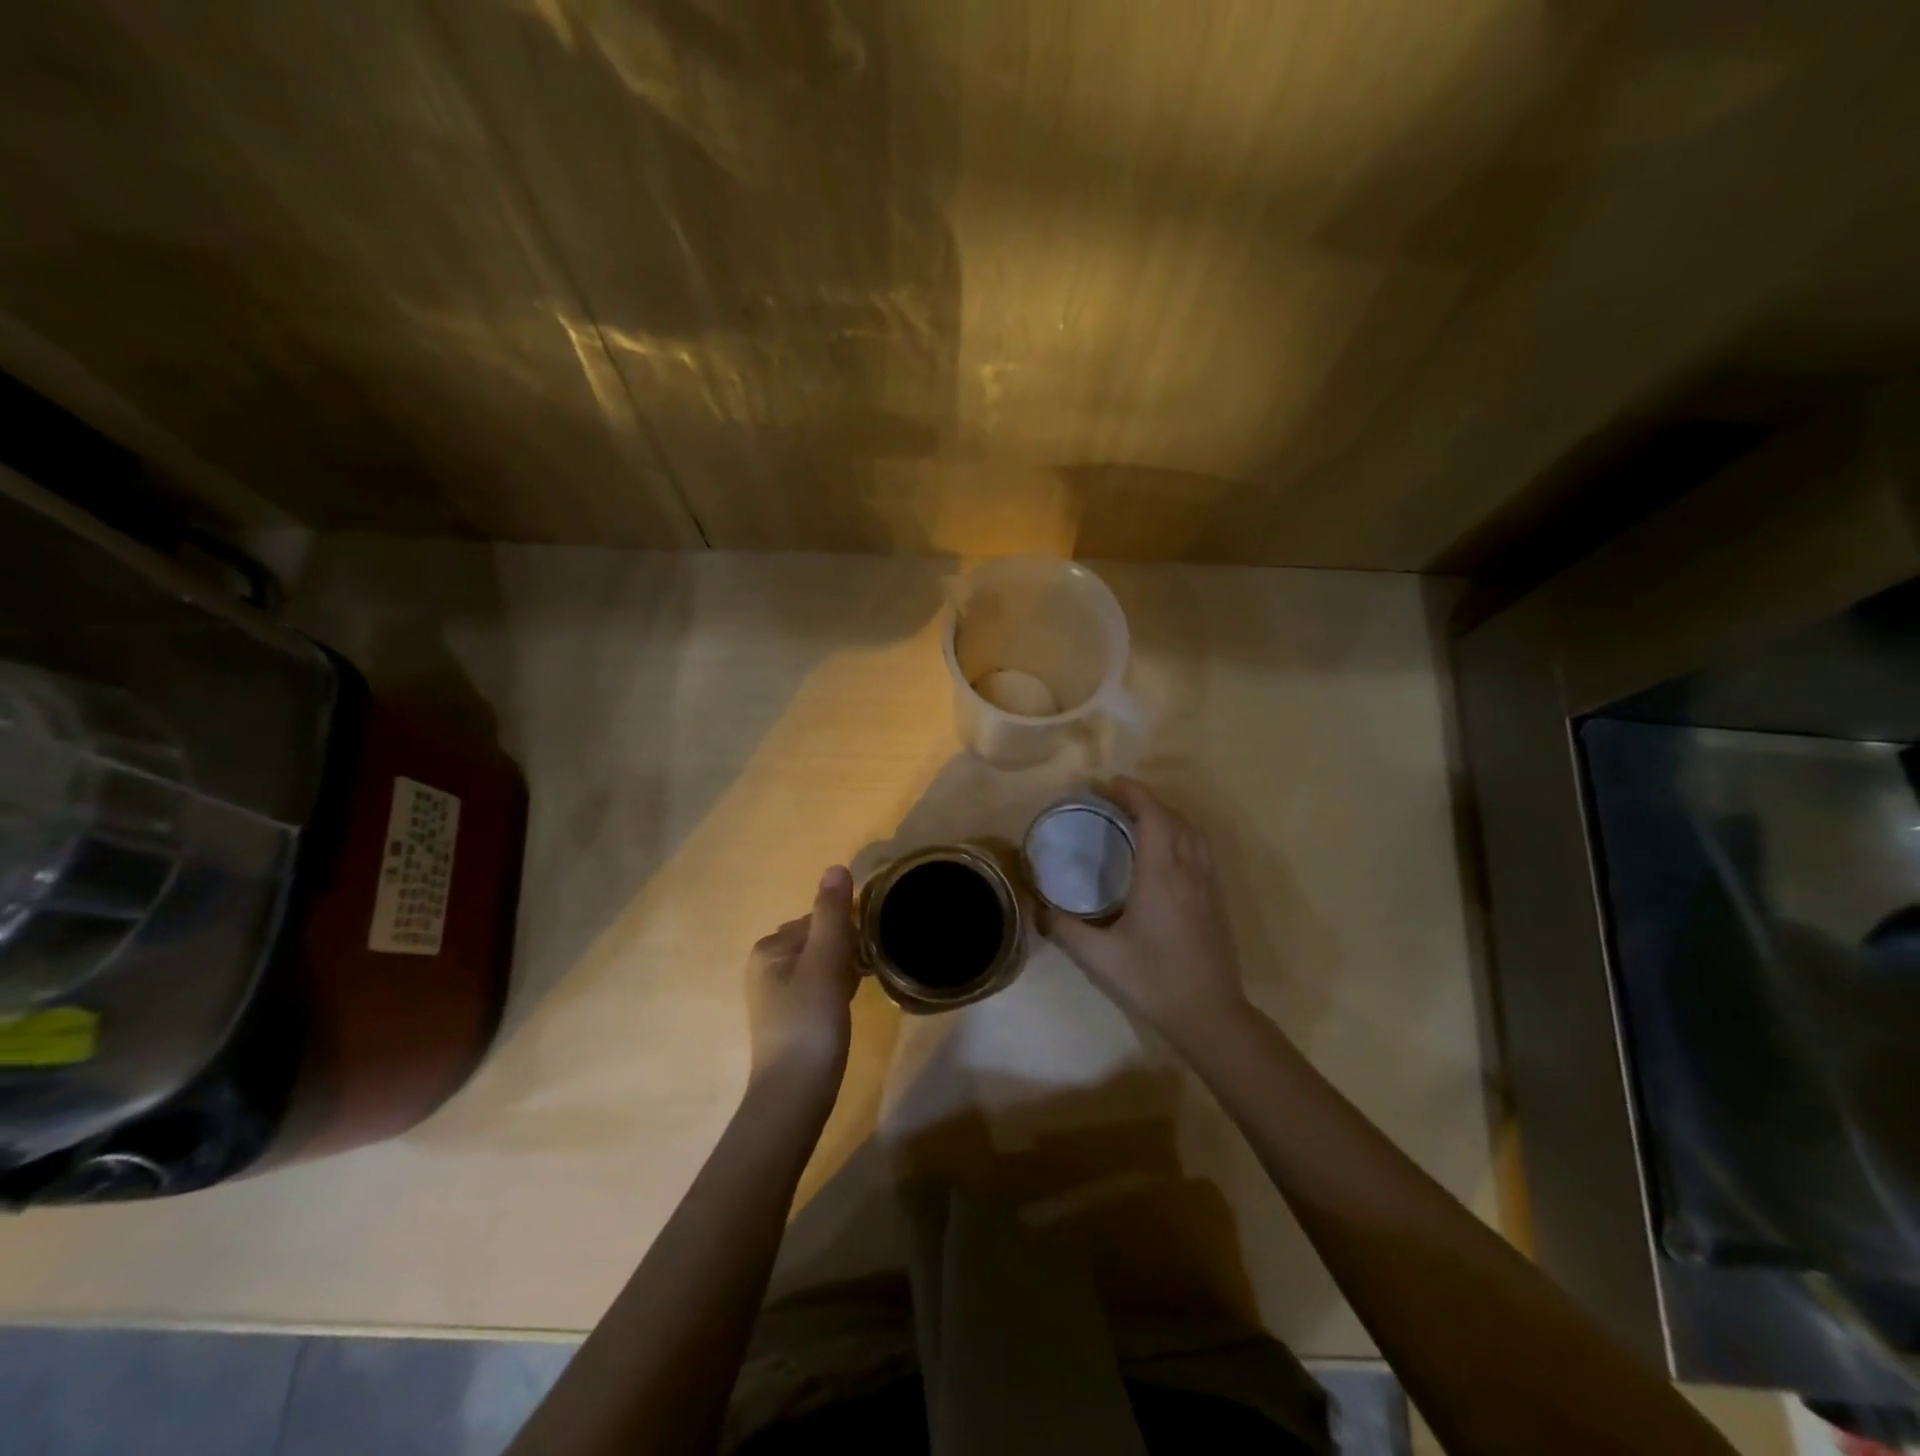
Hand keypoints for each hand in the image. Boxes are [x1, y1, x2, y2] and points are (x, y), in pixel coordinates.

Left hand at [745, 866, 858, 1090]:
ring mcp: (775, 993)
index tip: (862, 955)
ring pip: (822, 964)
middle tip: (861, 976)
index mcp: (769, 948)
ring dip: (843, 971)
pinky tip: (846, 1007)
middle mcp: (766, 965)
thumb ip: (832, 915)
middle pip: (820, 940)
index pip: (819, 919)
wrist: (795, 1094)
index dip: (846, 933)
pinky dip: (836, 990)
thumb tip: (837, 867)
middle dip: (845, 952)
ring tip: (856, 992)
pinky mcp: (789, 1016)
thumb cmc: (809, 1022)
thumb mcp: (824, 963)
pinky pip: (819, 986)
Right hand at [1044, 778, 1247, 1043]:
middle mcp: (1189, 872)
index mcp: (1161, 877)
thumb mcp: (1099, 958)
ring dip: (1170, 816)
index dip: (1135, 795)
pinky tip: (1168, 852)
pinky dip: (1183, 835)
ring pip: (1195, 834)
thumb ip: (1064, 929)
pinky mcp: (1217, 901)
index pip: (1153, 818)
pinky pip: (1202, 851)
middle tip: (1120, 799)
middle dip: (1149, 801)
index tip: (1113, 783)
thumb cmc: (1153, 981)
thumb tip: (1037, 908)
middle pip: (1175, 819)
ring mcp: (1208, 886)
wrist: (1210, 1015)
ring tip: (1143, 819)